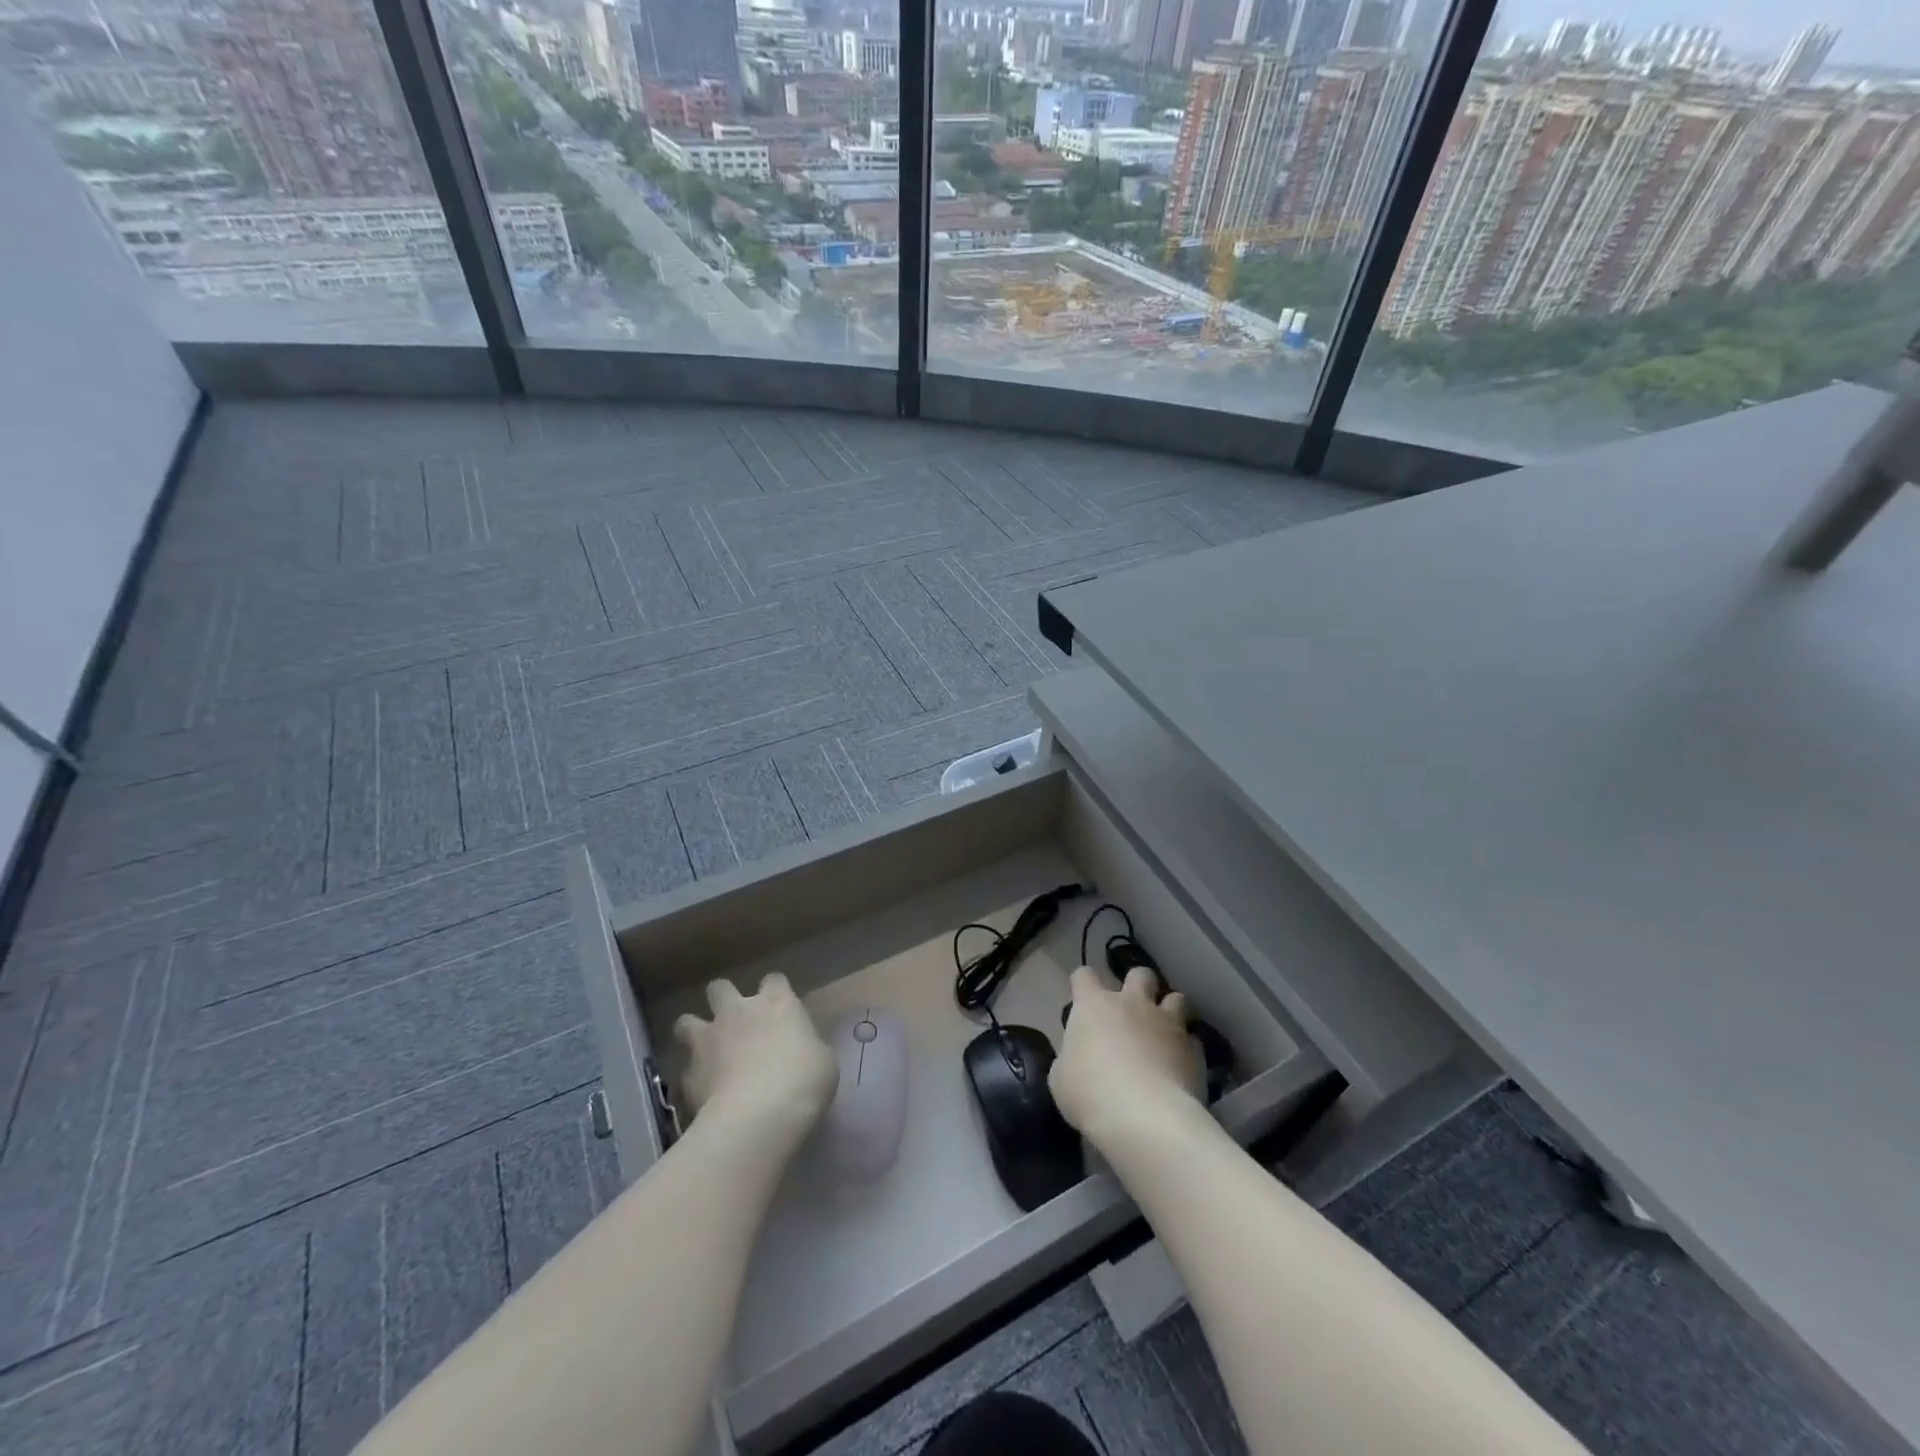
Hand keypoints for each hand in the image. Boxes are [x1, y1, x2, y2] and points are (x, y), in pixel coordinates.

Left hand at [674, 973, 836, 1141]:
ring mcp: (708, 1040)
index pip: (774, 980)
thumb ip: (806, 1047)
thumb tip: (800, 1051)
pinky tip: (702, 1090)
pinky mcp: (688, 1074)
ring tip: (704, 1049)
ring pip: (686, 1021)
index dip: (775, 991)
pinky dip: (691, 1076)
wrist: (758, 1115)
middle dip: (723, 999)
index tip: (779, 1007)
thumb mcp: (822, 1060)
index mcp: (776, 1003)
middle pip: (720, 988)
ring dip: (694, 1031)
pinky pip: (684, 1068)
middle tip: (733, 1020)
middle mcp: (738, 1011)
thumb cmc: (803, 1080)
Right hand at [1051, 965, 1204, 1153]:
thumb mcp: (1061, 1079)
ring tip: (1166, 1033)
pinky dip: (1187, 1049)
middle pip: (1139, 974)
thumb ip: (1071, 1059)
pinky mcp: (1193, 1048)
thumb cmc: (1091, 1093)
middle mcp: (1132, 1004)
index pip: (1084, 976)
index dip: (1082, 984)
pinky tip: (1182, 1067)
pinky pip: (1193, 1040)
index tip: (1082, 997)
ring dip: (1170, 1011)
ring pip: (1176, 998)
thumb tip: (1078, 1058)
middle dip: (1138, 985)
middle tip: (1133, 1008)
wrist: (1145, 1117)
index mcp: (1094, 1005)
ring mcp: (1167, 1023)